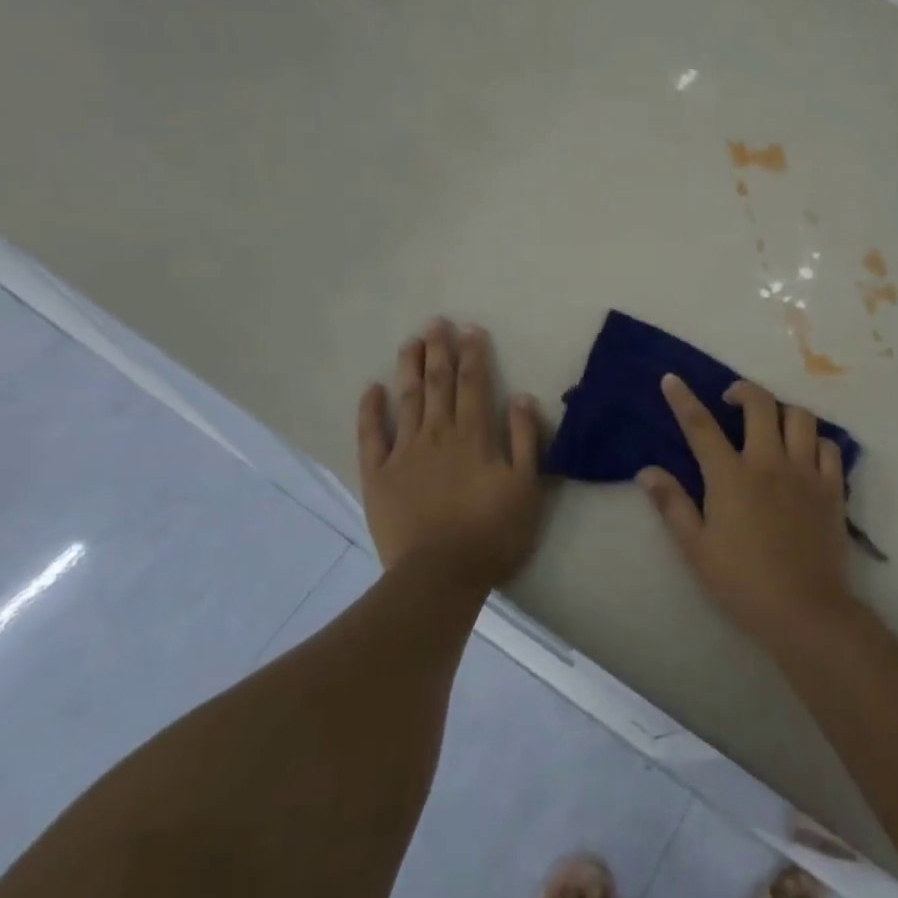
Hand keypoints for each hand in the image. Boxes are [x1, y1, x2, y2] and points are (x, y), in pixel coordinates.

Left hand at [357, 319, 545, 593]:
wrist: (440, 575)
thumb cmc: (492, 532)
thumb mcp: (526, 486)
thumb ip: (526, 439)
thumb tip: (522, 397)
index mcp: (474, 434)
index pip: (474, 383)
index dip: (473, 354)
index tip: (470, 329)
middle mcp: (438, 433)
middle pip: (438, 383)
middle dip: (439, 350)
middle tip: (436, 322)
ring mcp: (404, 452)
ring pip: (407, 399)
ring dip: (409, 367)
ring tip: (410, 341)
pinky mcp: (378, 475)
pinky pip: (372, 435)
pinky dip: (371, 410)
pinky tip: (372, 388)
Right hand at [638, 375, 855, 652]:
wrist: (804, 611)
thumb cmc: (742, 583)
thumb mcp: (696, 549)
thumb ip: (672, 505)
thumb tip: (646, 471)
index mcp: (731, 477)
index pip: (701, 426)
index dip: (683, 399)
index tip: (672, 379)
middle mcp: (769, 462)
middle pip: (760, 405)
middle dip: (743, 391)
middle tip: (731, 400)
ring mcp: (805, 472)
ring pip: (800, 417)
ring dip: (782, 411)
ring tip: (772, 423)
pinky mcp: (832, 487)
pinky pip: (829, 446)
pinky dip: (816, 440)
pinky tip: (805, 451)